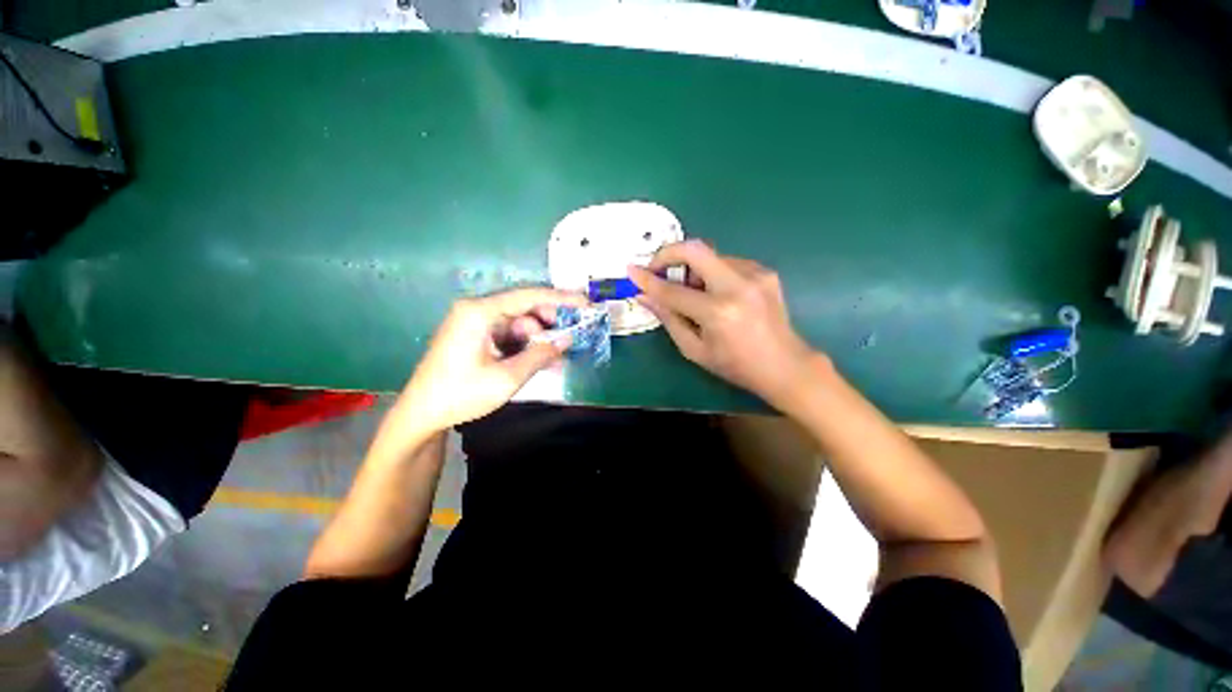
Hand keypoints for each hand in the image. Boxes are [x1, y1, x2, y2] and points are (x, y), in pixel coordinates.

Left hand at [395, 288, 588, 433]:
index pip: (529, 296)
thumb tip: (566, 341)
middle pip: (524, 308)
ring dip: (538, 339)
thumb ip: (540, 355)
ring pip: (518, 324)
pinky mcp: (475, 336)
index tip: (585, 303)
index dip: (560, 299)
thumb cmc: (461, 394)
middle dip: (549, 324)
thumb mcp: (507, 377)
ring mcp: (474, 323)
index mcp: (479, 312)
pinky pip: (508, 335)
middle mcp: (476, 310)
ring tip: (557, 359)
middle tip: (572, 337)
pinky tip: (540, 361)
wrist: (421, 414)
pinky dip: (525, 346)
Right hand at [629, 241, 819, 408]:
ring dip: (693, 270)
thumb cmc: (735, 365)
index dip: (648, 279)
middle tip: (658, 269)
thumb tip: (645, 296)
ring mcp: (755, 274)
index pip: (673, 290)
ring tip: (694, 294)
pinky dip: (713, 274)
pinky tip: (717, 295)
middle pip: (695, 249)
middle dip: (669, 253)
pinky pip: (727, 263)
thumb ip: (668, 319)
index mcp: (718, 312)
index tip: (631, 270)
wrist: (785, 365)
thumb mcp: (695, 350)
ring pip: (711, 256)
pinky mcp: (765, 271)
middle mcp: (738, 286)